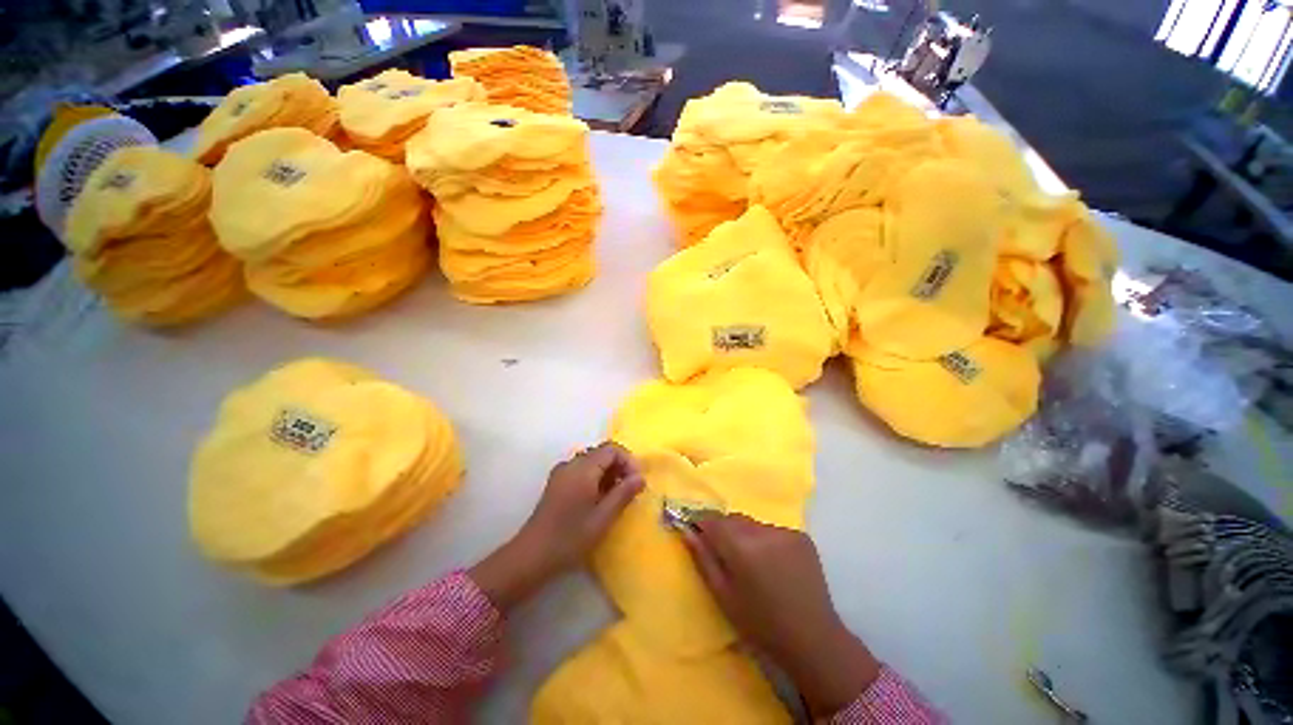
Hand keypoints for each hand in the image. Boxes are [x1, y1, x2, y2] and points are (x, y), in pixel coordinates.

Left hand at [470, 442, 643, 610]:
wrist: (532, 556)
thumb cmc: (571, 537)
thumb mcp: (603, 517)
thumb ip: (624, 493)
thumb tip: (641, 477)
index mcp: (583, 468)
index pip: (612, 449)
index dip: (628, 461)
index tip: (637, 481)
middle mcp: (571, 463)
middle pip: (601, 453)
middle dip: (619, 466)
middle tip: (630, 489)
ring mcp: (562, 472)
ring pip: (592, 461)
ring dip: (608, 473)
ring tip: (616, 496)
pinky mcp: (557, 482)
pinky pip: (582, 470)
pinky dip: (595, 477)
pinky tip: (598, 499)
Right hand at [683, 513, 879, 716]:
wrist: (813, 640)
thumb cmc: (760, 623)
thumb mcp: (723, 595)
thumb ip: (703, 558)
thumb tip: (686, 530)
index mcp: (742, 546)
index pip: (712, 520)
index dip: (702, 525)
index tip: (698, 534)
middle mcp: (763, 531)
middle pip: (733, 519)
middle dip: (724, 531)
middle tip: (727, 557)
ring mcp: (785, 531)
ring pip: (753, 524)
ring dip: (746, 536)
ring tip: (753, 563)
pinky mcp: (801, 536)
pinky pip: (772, 530)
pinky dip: (766, 541)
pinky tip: (774, 564)